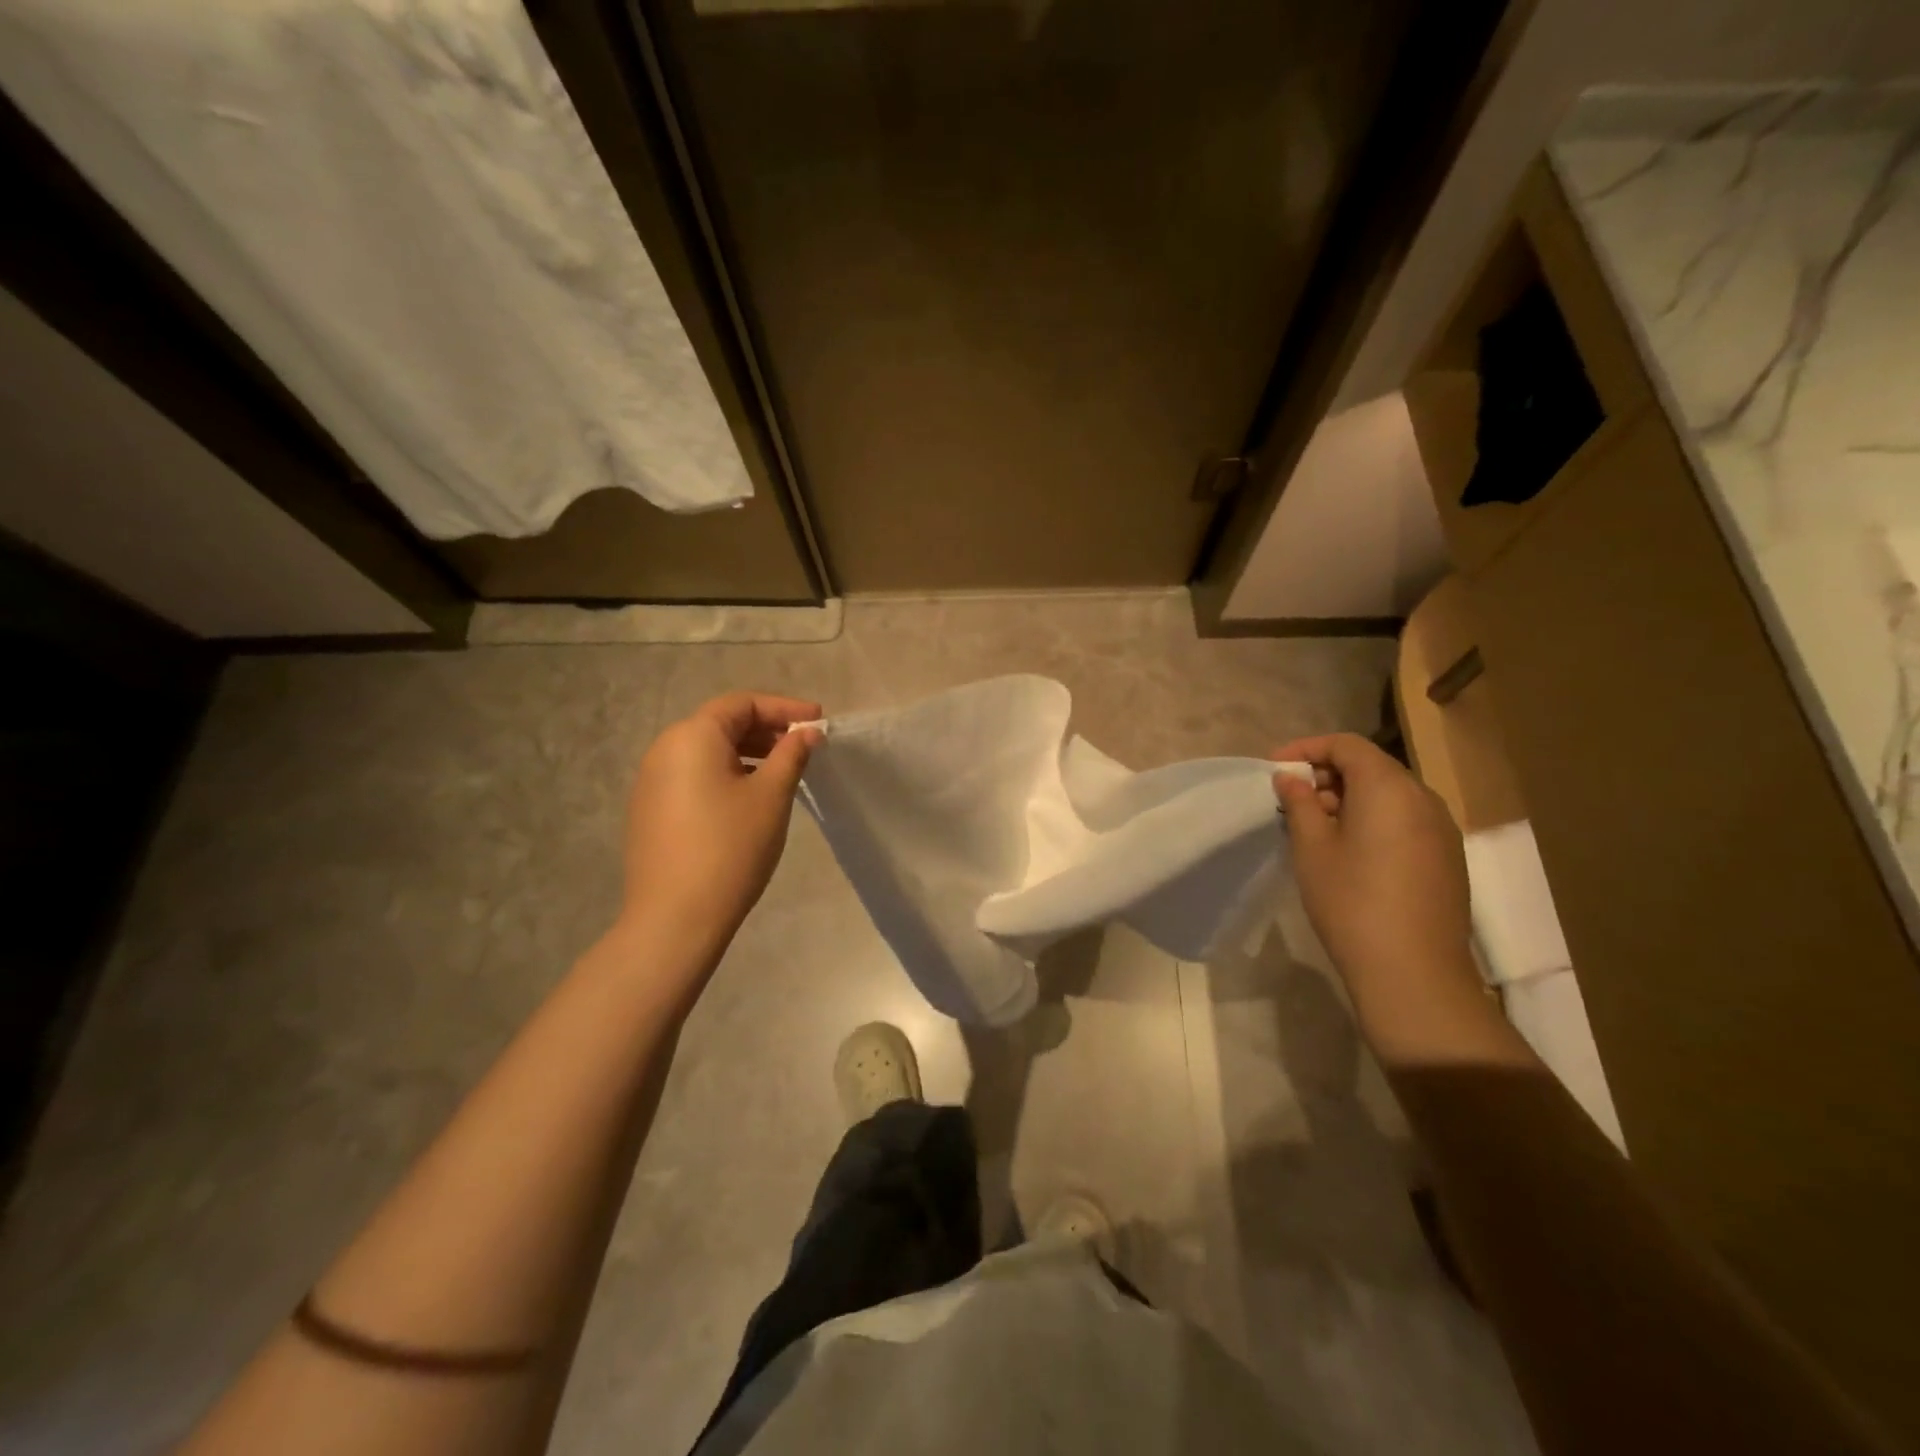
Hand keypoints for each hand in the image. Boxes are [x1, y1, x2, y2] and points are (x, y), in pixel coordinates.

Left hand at [621, 693, 821, 950]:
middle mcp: (664, 749)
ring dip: (748, 754)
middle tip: (804, 747)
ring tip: (782, 772)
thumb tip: (807, 732)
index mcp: (693, 736)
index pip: (742, 704)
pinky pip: (694, 776)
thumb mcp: (771, 796)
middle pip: (722, 724)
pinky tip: (750, 799)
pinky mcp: (650, 810)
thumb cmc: (730, 847)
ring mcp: (651, 782)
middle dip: (766, 730)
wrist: (675, 918)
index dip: (784, 708)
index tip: (818, 721)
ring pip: (708, 752)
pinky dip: (726, 775)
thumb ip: (791, 754)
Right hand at [1272, 733, 1480, 1024]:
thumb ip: (1299, 803)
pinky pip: (1404, 819)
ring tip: (1314, 827)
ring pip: (1388, 794)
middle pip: (1370, 766)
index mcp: (1389, 787)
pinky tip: (1348, 850)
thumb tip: (1290, 779)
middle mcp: (1423, 798)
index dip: (1306, 749)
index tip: (1274, 769)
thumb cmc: (1351, 901)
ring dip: (1348, 798)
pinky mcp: (1447, 856)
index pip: (1346, 745)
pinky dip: (1372, 819)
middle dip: (1326, 774)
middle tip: (1291, 800)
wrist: (1413, 972)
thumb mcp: (1312, 848)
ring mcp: (1441, 829)